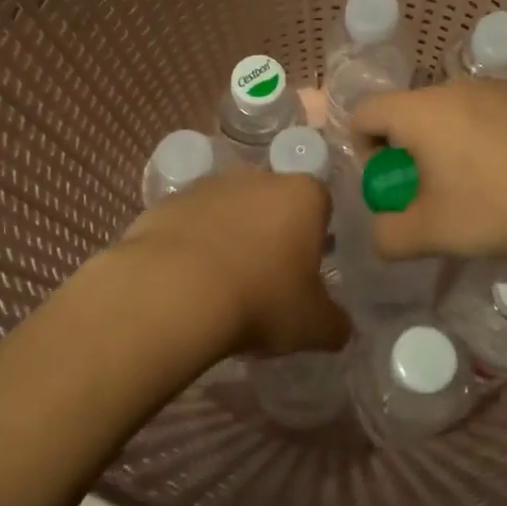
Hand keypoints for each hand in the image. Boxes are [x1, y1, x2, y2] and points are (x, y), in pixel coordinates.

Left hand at [109, 170, 349, 366]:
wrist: (174, 293)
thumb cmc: (261, 300)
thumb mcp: (314, 326)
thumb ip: (335, 323)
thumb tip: (339, 327)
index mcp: (303, 196)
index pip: (321, 205)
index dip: (315, 238)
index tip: (304, 272)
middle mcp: (258, 178)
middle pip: (272, 203)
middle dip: (271, 233)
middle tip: (264, 279)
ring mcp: (208, 186)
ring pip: (229, 210)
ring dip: (229, 237)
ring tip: (220, 284)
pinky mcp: (167, 203)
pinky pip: (189, 224)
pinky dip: (191, 245)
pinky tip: (186, 282)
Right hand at [350, 82, 506, 286]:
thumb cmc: (497, 210)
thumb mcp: (430, 234)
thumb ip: (388, 236)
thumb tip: (380, 235)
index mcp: (421, 111)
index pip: (364, 112)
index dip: (362, 149)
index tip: (389, 184)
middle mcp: (455, 88)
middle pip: (409, 112)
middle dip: (407, 150)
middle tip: (429, 192)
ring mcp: (500, 89)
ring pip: (451, 113)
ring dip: (446, 145)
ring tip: (474, 187)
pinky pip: (489, 115)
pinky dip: (484, 140)